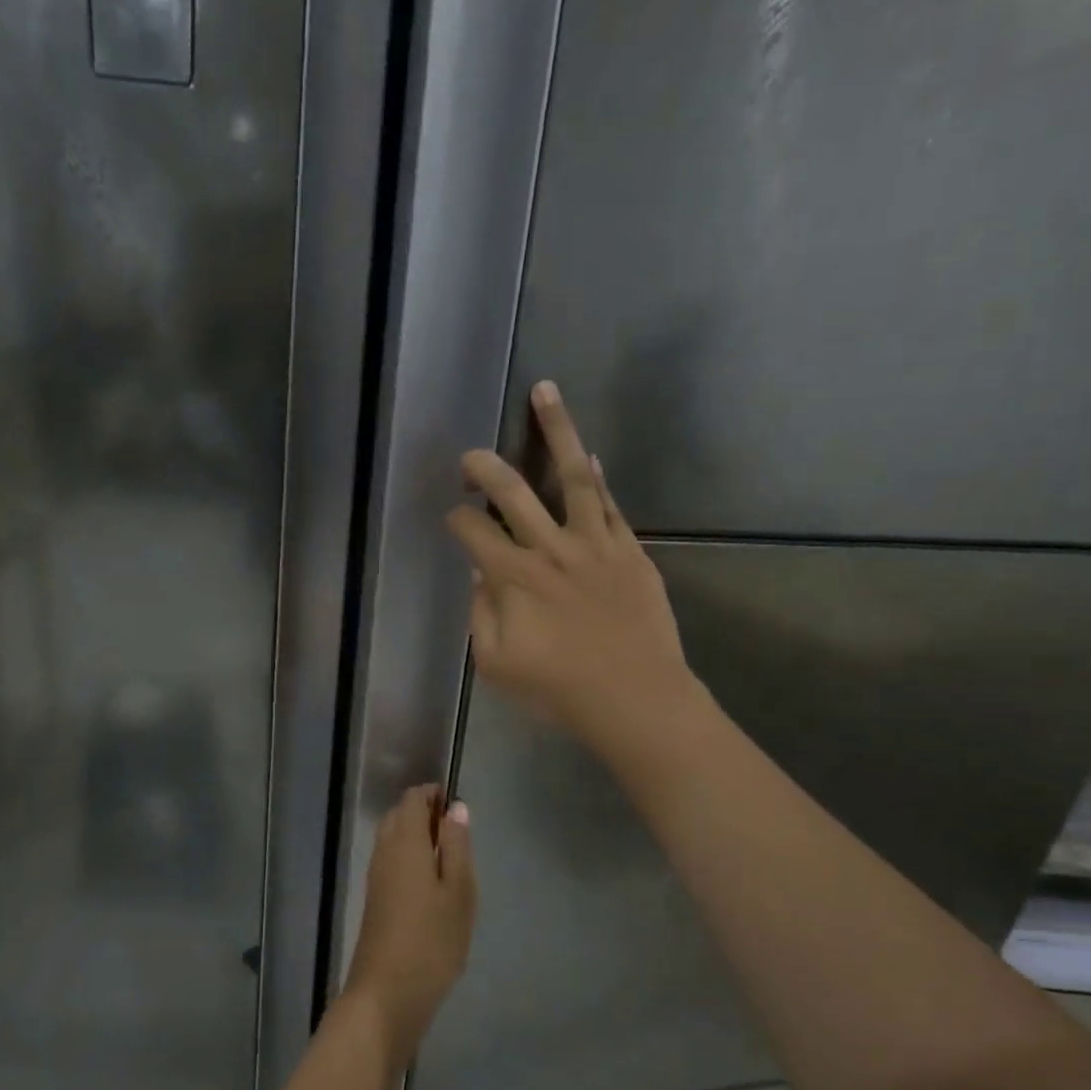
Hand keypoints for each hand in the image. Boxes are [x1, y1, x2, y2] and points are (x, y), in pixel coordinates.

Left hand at [341, 785, 476, 1065]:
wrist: (387, 995)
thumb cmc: (431, 940)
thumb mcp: (458, 891)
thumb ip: (456, 845)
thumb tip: (456, 807)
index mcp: (404, 842)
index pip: (412, 799)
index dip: (434, 795)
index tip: (458, 808)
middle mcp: (384, 852)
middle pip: (400, 816)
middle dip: (426, 814)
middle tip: (458, 835)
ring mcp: (376, 877)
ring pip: (394, 839)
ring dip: (418, 838)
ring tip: (451, 860)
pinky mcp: (375, 899)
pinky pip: (392, 861)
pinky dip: (411, 858)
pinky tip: (433, 885)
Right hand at [445, 380, 697, 756]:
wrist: (637, 699)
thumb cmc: (560, 690)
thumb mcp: (496, 666)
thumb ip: (481, 616)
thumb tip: (482, 575)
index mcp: (513, 578)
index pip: (472, 532)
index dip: (456, 520)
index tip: (453, 520)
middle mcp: (550, 549)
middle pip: (511, 491)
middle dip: (484, 467)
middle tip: (470, 455)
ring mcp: (595, 544)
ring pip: (571, 477)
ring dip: (556, 430)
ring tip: (545, 390)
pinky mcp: (630, 550)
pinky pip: (611, 504)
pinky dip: (598, 477)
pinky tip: (589, 454)